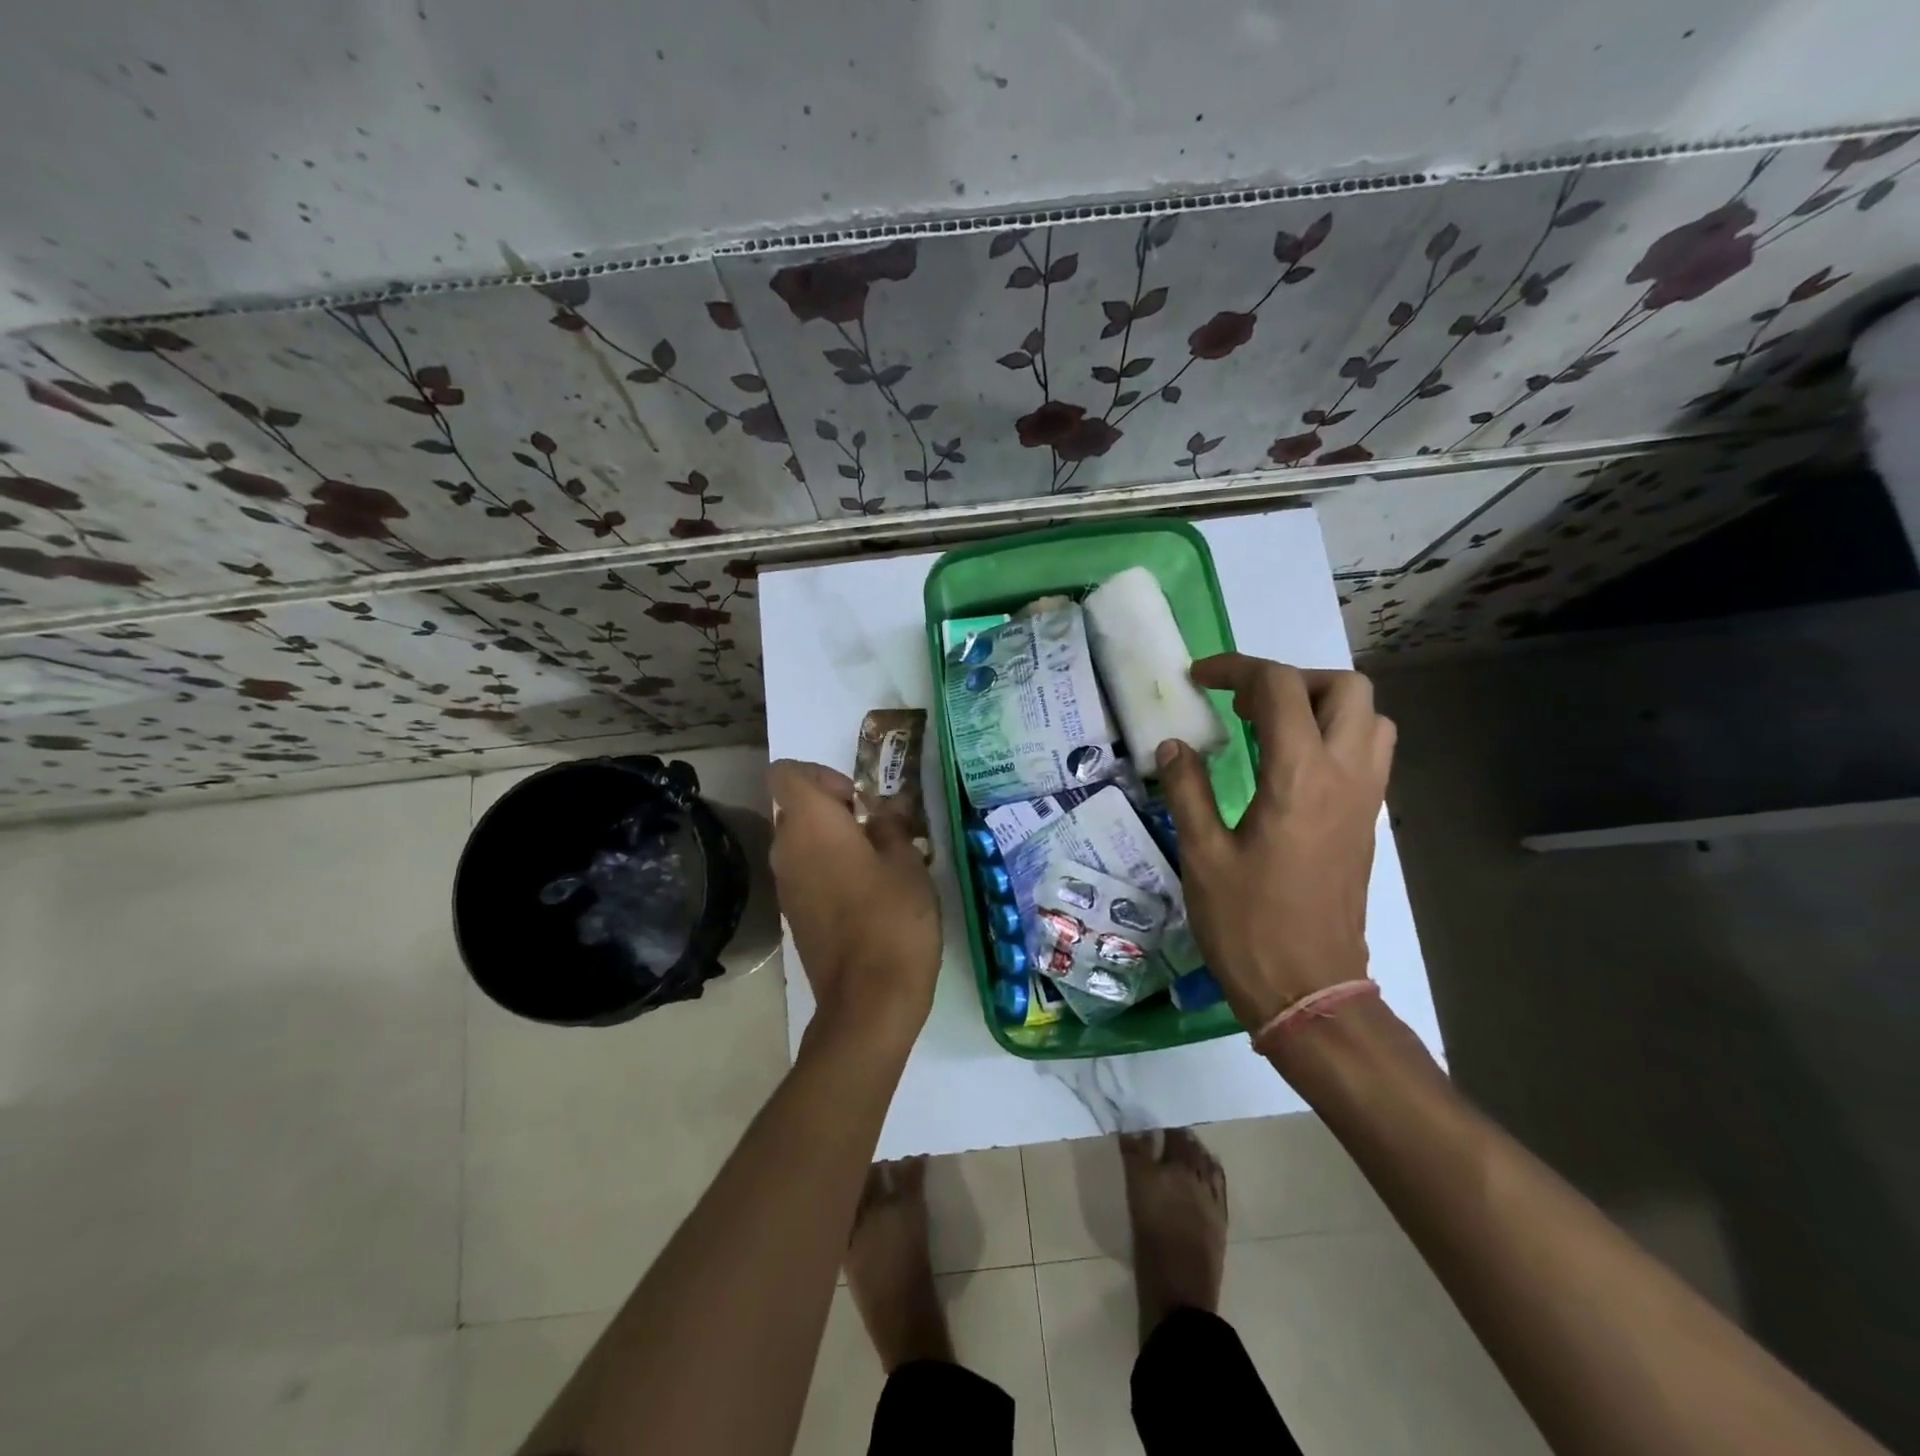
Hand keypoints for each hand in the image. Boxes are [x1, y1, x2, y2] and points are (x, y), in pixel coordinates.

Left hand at [768, 759, 941, 1053]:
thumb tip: (885, 809)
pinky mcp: (794, 915)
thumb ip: (892, 826)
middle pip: (795, 808)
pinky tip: (867, 894)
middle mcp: (786, 850)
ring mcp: (786, 886)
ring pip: (800, 843)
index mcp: (810, 825)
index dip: (821, 775)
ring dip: (832, 841)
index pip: (787, 773)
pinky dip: (828, 870)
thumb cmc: (892, 919)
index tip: (858, 800)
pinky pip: (805, 874)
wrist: (868, 1001)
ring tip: (878, 863)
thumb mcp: (907, 862)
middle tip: (877, 830)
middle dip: (833, 809)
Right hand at [1155, 654, 1395, 1033]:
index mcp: (1300, 778)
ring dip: (1321, 705)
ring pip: (1369, 717)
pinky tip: (1289, 766)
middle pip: (1345, 688)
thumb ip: (1187, 789)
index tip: (1200, 680)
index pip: (1280, 688)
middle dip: (1292, 679)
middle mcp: (1345, 776)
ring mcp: (1365, 799)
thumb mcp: (1202, 855)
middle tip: (1246, 705)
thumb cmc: (1248, 925)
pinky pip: (1368, 752)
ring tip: (1271, 729)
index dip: (1236, 669)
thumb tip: (1175, 745)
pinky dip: (1335, 735)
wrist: (1309, 990)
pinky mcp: (1367, 821)